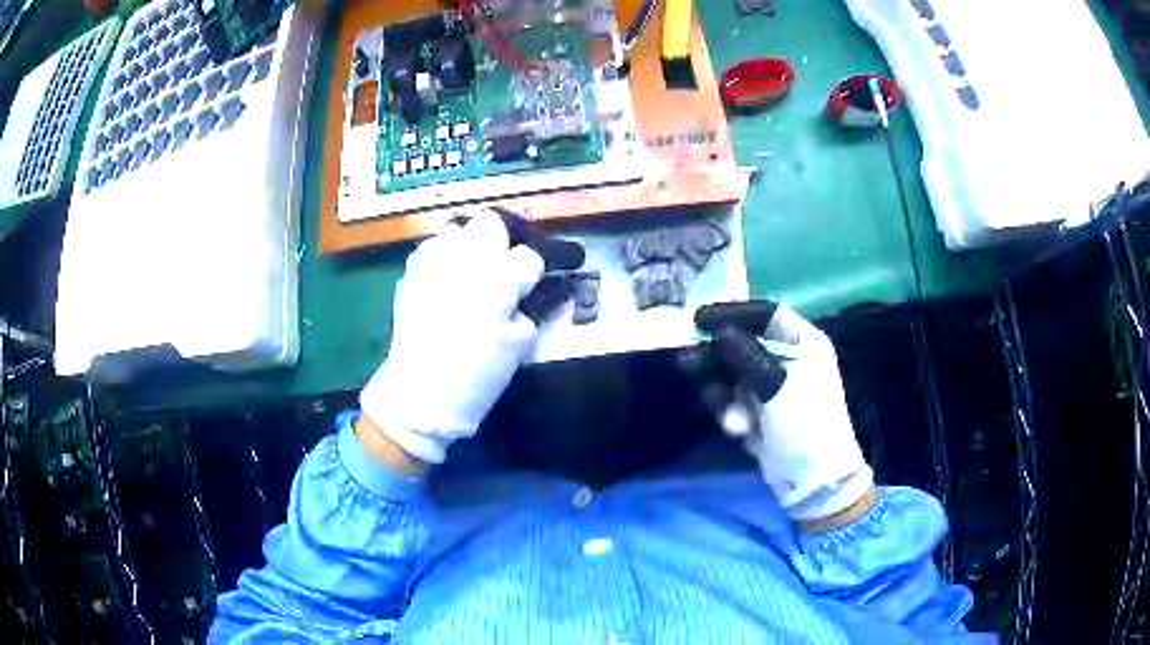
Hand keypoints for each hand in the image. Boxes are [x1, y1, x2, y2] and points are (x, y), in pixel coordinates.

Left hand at [360, 212, 544, 464]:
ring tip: (477, 266)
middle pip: (491, 223)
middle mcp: (463, 261)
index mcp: (496, 281)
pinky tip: (449, 277)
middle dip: (505, 237)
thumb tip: (543, 288)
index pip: (530, 255)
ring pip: (457, 228)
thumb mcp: (519, 345)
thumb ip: (535, 308)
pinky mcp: (410, 275)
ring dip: (472, 242)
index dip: (543, 263)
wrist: (420, 395)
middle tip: (510, 261)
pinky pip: (431, 247)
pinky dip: (445, 254)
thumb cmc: (476, 376)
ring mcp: (431, 264)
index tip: (548, 272)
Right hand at [693, 302, 874, 523]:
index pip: (768, 314)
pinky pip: (736, 399)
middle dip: (718, 356)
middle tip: (688, 361)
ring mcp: (776, 386)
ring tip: (716, 404)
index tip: (700, 319)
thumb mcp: (776, 386)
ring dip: (723, 389)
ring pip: (736, 373)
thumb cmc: (804, 425)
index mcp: (804, 343)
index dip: (733, 313)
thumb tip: (717, 329)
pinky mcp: (763, 411)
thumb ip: (745, 354)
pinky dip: (731, 411)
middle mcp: (791, 358)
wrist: (815, 481)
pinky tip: (736, 429)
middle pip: (745, 342)